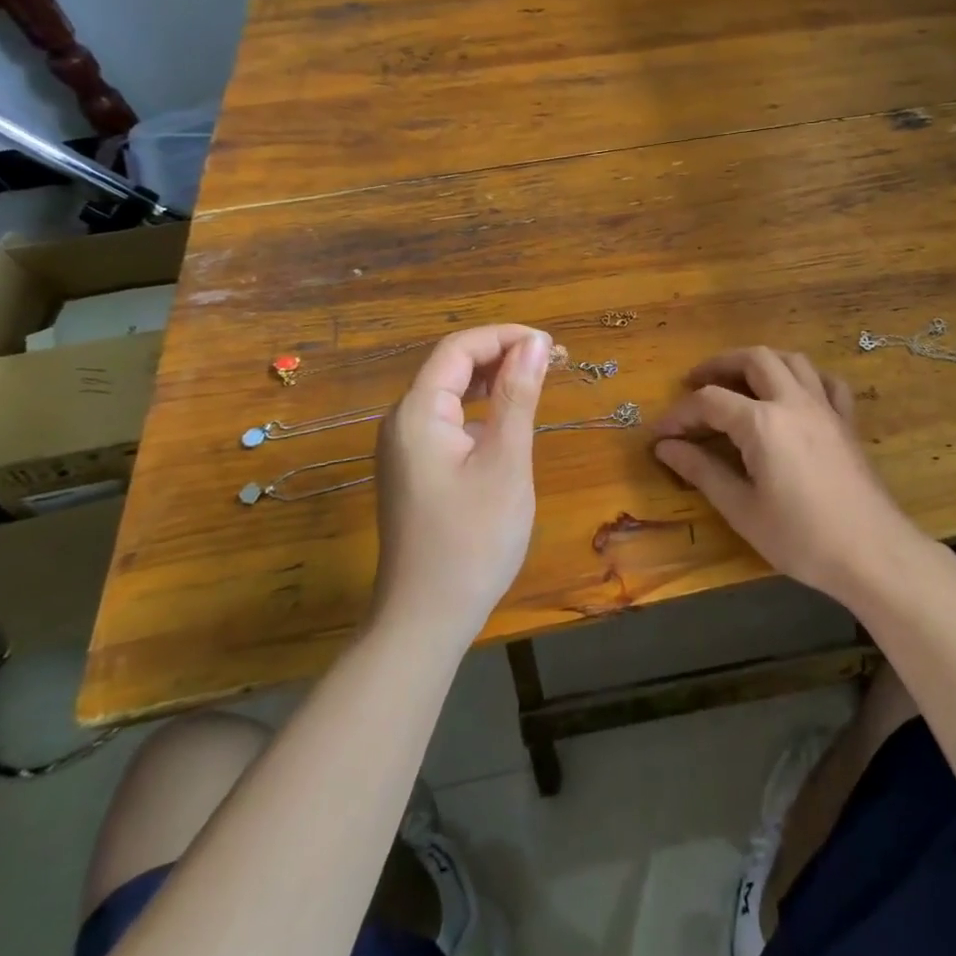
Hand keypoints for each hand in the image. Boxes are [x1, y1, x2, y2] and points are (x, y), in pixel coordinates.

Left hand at [374, 324, 551, 640]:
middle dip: (502, 355)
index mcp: (417, 412)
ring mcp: (403, 448)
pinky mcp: (412, 470)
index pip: (459, 348)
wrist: (426, 618)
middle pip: (451, 366)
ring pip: (449, 393)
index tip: (552, 347)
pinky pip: (446, 421)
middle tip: (553, 363)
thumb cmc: (473, 540)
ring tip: (537, 384)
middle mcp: (401, 421)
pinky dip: (479, 410)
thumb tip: (536, 343)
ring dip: (492, 381)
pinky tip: (507, 423)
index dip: (506, 337)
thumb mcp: (505, 461)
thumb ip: (518, 396)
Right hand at [652, 347, 923, 607]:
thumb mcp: (742, 510)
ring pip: (791, 360)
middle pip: (753, 359)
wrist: (872, 553)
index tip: (660, 434)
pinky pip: (826, 382)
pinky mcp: (846, 421)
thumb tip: (665, 447)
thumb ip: (702, 471)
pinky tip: (794, 394)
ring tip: (740, 380)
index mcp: (762, 422)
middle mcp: (793, 401)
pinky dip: (804, 377)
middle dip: (719, 365)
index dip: (679, 414)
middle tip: (696, 382)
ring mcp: (825, 407)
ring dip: (760, 362)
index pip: (709, 401)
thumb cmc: (801, 538)